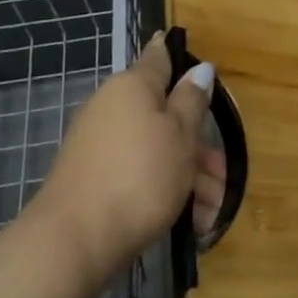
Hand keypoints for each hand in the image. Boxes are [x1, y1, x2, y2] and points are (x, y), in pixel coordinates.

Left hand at [37, 33, 226, 285]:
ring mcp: (100, 144)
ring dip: (189, 177)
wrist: (74, 241)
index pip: (159, 58)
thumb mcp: (180, 135)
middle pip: (166, 115)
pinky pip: (139, 173)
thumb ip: (192, 100)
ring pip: (157, 149)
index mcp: (133, 86)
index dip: (179, 56)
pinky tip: (191, 222)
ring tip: (210, 215)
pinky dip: (165, 191)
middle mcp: (113, 107)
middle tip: (223, 178)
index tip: (198, 65)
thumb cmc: (140, 176)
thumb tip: (199, 67)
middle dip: (199, 146)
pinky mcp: (95, 178)